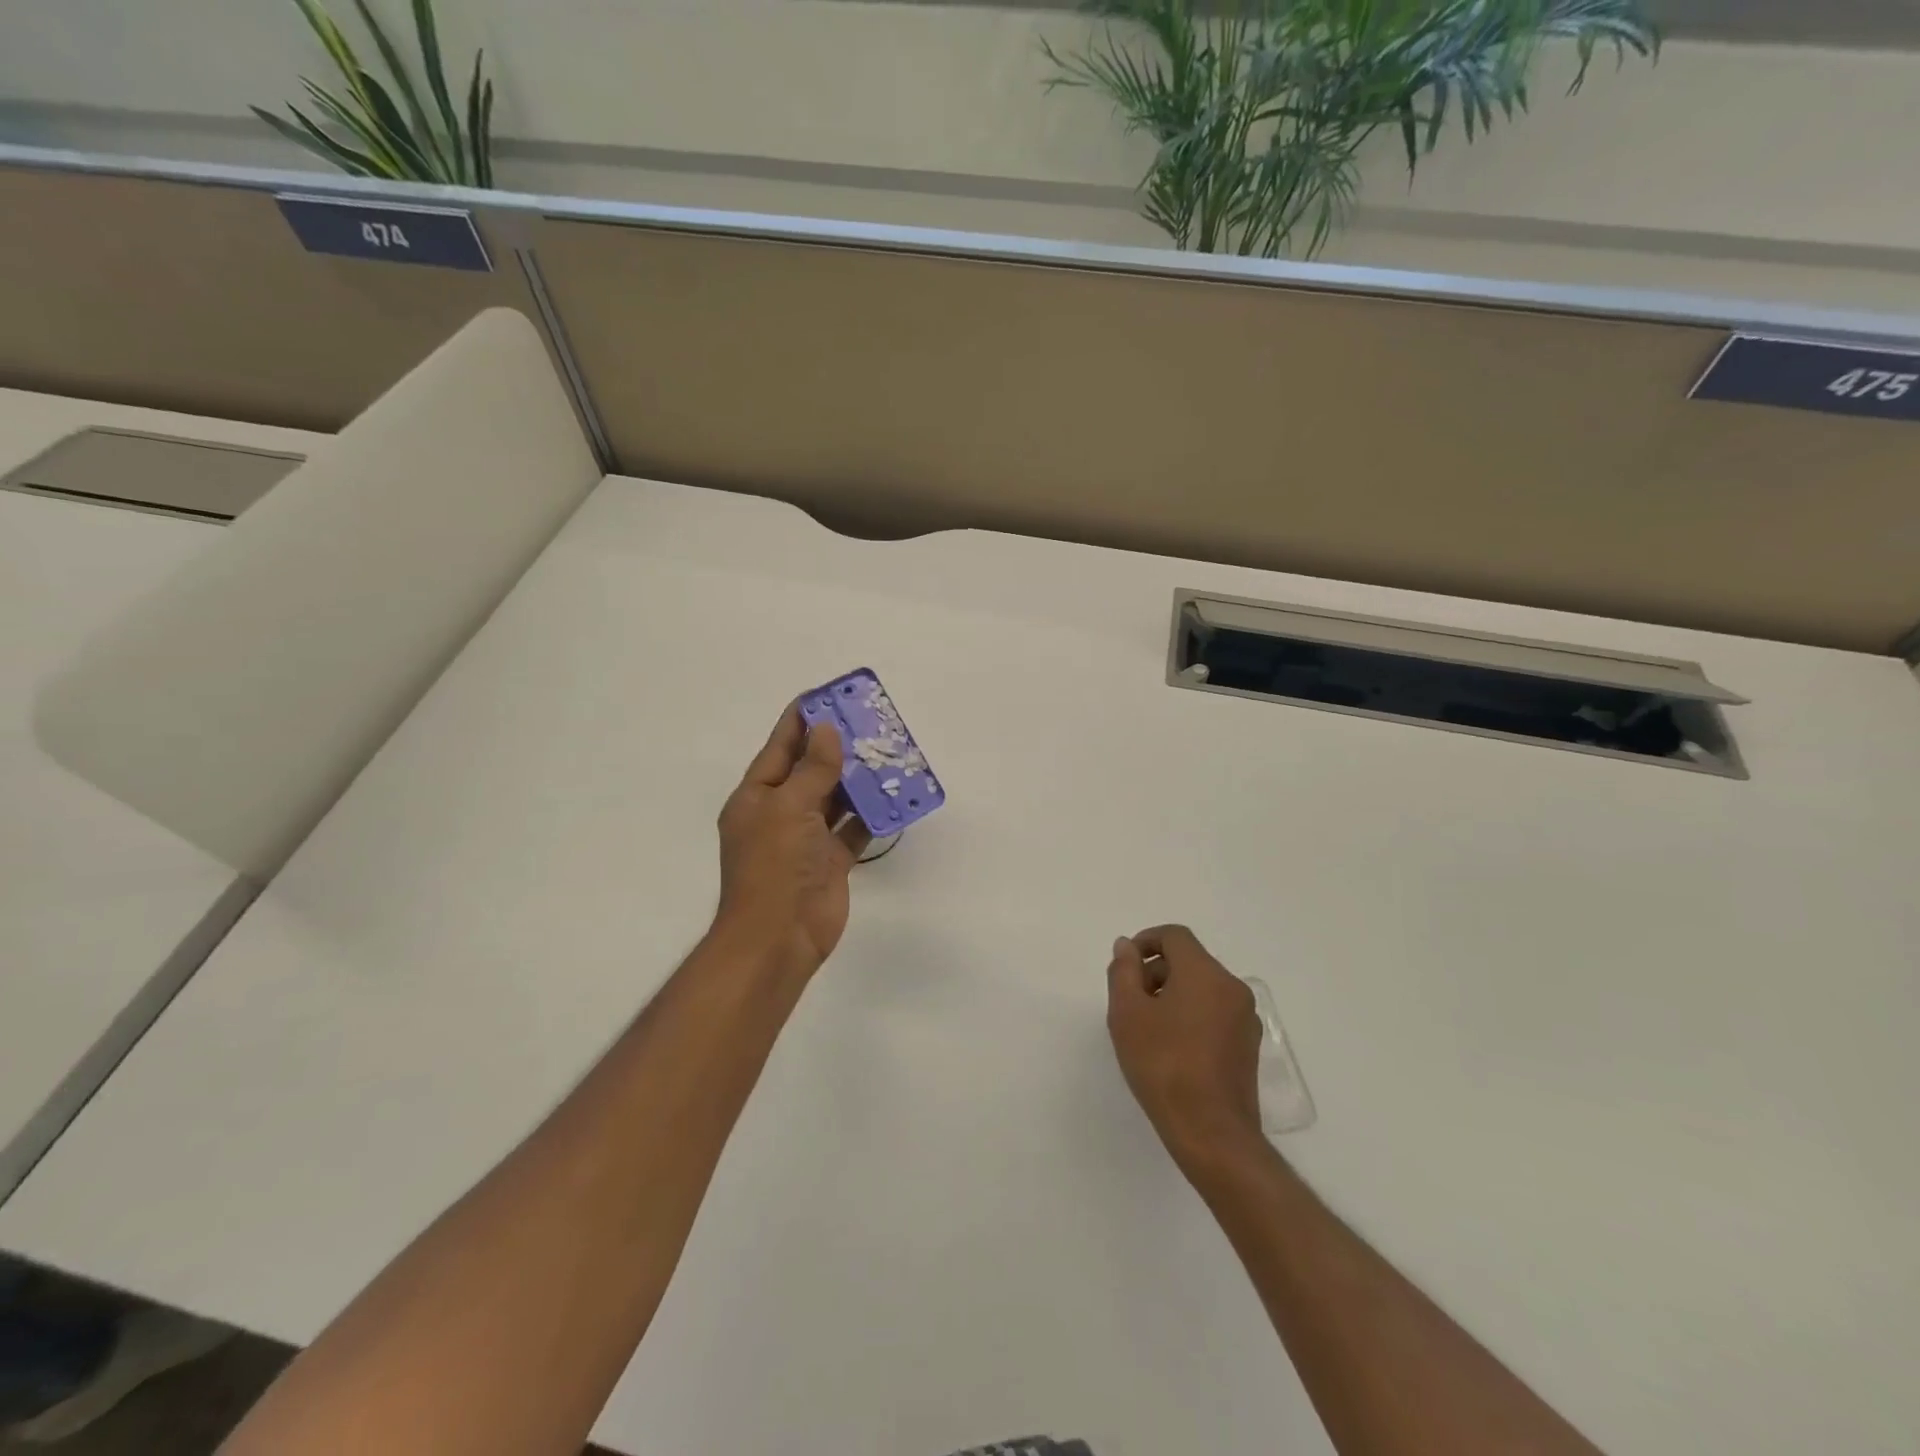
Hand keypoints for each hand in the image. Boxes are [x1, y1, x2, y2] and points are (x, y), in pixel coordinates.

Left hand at [713, 705, 870, 984]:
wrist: (779, 938)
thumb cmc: (775, 867)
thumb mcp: (788, 808)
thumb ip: (812, 769)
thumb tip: (826, 731)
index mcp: (758, 796)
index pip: (781, 746)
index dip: (804, 719)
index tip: (830, 695)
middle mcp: (780, 812)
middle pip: (811, 769)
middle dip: (837, 745)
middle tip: (870, 721)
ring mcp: (806, 838)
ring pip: (835, 798)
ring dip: (857, 778)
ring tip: (887, 752)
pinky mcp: (830, 860)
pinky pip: (853, 829)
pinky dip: (871, 815)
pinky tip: (893, 797)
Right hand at [1107, 925, 1265, 1170]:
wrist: (1211, 1132)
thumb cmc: (1163, 1066)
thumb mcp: (1127, 1013)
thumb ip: (1124, 971)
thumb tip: (1127, 946)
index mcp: (1204, 973)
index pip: (1175, 936)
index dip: (1146, 941)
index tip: (1125, 966)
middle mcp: (1231, 987)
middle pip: (1189, 960)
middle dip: (1156, 971)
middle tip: (1129, 1000)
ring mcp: (1245, 1018)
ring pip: (1203, 987)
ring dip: (1173, 993)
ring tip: (1147, 1027)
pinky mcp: (1248, 1045)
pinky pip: (1215, 1012)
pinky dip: (1191, 1014)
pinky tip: (1172, 1047)